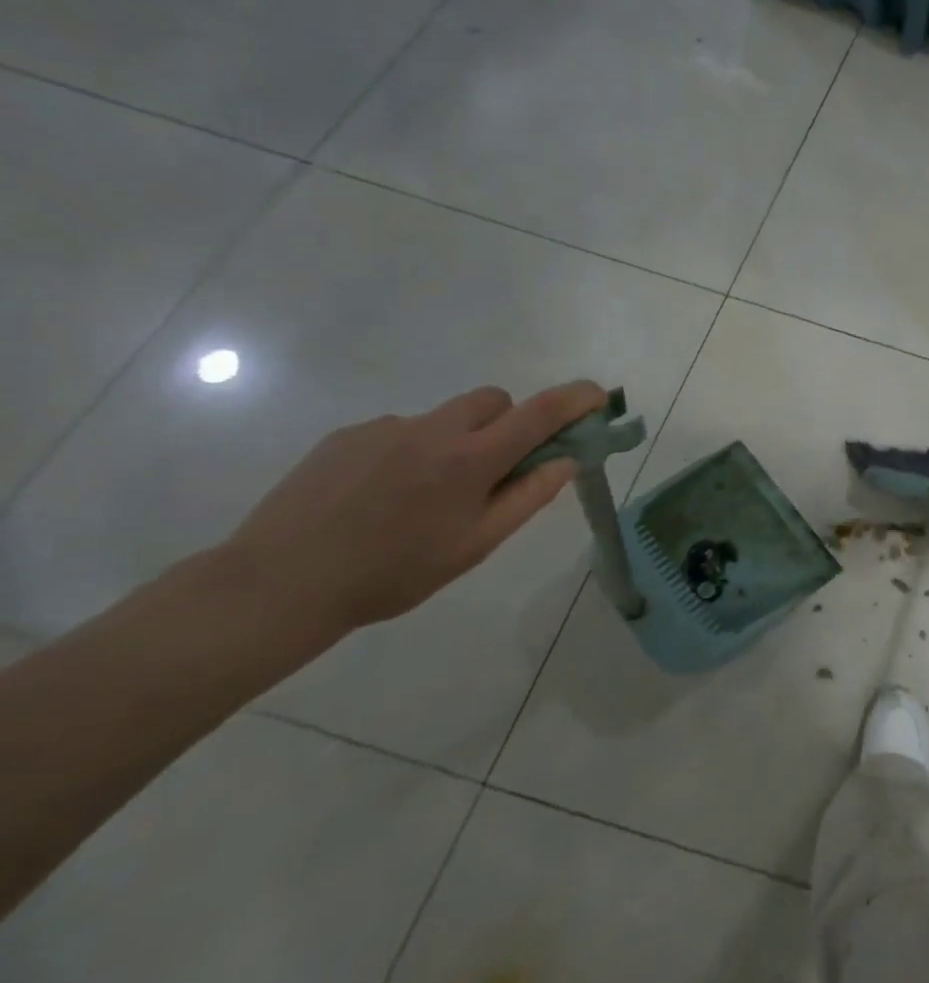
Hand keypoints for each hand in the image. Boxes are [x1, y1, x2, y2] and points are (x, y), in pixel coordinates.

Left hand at [220, 381, 606, 634]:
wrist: (278, 585)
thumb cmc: (392, 573)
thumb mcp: (475, 545)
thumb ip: (527, 497)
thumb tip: (566, 461)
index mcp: (471, 459)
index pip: (540, 412)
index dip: (576, 399)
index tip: (598, 397)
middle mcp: (434, 430)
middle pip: (494, 400)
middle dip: (509, 422)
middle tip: (496, 468)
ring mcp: (387, 428)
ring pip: (446, 417)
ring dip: (457, 440)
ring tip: (424, 495)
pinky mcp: (348, 435)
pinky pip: (401, 430)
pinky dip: (411, 451)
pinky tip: (380, 496)